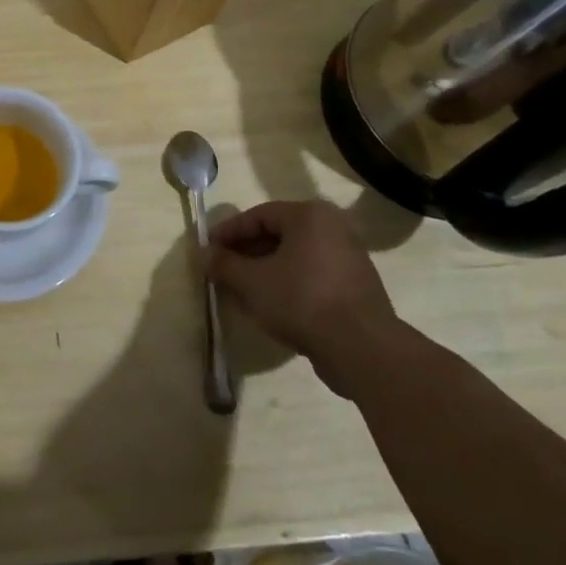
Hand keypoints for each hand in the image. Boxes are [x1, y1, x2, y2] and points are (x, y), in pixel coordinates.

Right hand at [206, 199, 399, 397]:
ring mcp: (348, 258)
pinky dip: (287, 284)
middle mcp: (333, 228)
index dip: (228, 232)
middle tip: (222, 270)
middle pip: (277, 235)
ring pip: (294, 257)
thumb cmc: (301, 300)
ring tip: (241, 290)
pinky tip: (270, 305)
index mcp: (309, 216)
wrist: (362, 348)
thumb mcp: (251, 281)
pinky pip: (311, 276)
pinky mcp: (355, 287)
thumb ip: (224, 264)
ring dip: (264, 270)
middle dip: (245, 253)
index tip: (208, 250)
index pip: (258, 216)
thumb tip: (203, 254)